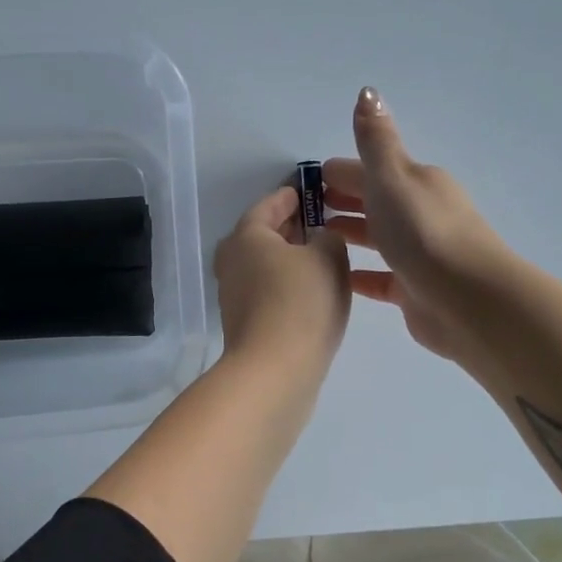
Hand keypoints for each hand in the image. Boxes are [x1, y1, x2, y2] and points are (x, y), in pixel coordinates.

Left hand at [214, 184, 351, 377]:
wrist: (275, 371)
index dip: (293, 195)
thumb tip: (319, 240)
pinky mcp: (245, 323)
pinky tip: (313, 292)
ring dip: (291, 258)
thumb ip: (328, 237)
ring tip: (324, 257)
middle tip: (322, 221)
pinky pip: (270, 291)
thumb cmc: (301, 302)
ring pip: (266, 265)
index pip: (270, 203)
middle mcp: (232, 261)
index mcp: (246, 235)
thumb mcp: (329, 257)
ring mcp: (235, 295)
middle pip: (264, 235)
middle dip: (292, 227)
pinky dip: (288, 284)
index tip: (311, 190)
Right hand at [322, 87, 512, 362]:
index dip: (340, 172)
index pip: (370, 170)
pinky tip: (336, 276)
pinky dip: (359, 273)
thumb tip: (367, 91)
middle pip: (375, 202)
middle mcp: (420, 213)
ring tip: (314, 240)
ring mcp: (418, 253)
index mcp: (416, 182)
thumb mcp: (393, 176)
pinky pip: (379, 277)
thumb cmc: (423, 230)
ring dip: (351, 234)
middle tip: (306, 209)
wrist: (466, 298)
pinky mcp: (413, 289)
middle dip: (344, 200)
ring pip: (378, 238)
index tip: (309, 179)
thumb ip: (375, 140)